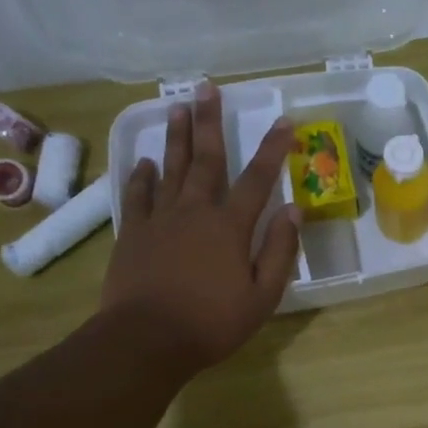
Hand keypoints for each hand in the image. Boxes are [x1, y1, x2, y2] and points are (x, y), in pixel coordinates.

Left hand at [101, 84, 300, 376]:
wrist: (147, 339)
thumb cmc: (213, 322)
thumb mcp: (263, 296)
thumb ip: (279, 251)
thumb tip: (294, 210)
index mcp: (230, 227)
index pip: (258, 179)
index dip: (273, 149)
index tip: (284, 121)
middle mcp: (195, 211)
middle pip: (206, 159)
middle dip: (209, 122)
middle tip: (207, 88)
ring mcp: (160, 220)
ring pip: (170, 169)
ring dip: (176, 137)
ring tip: (177, 106)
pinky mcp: (133, 233)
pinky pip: (137, 196)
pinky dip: (141, 176)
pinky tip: (145, 162)